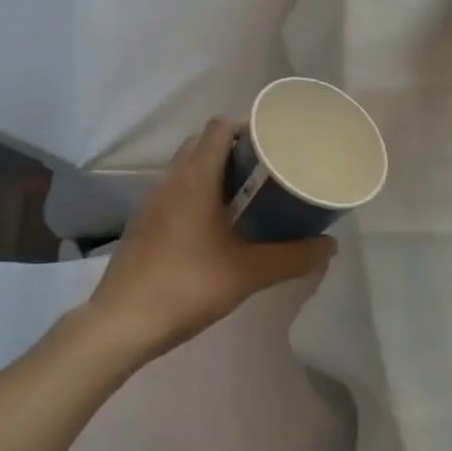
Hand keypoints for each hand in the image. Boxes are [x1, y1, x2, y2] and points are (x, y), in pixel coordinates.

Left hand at [85, 118, 335, 360]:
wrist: (121, 323)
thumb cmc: (187, 286)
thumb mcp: (247, 273)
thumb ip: (292, 258)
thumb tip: (330, 246)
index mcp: (195, 178)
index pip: (220, 128)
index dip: (248, 126)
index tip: (275, 142)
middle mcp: (171, 180)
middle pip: (203, 143)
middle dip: (235, 149)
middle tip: (267, 170)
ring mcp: (152, 202)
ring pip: (186, 168)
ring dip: (215, 172)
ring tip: (247, 196)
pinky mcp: (144, 224)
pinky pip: (175, 192)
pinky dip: (197, 194)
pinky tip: (216, 227)